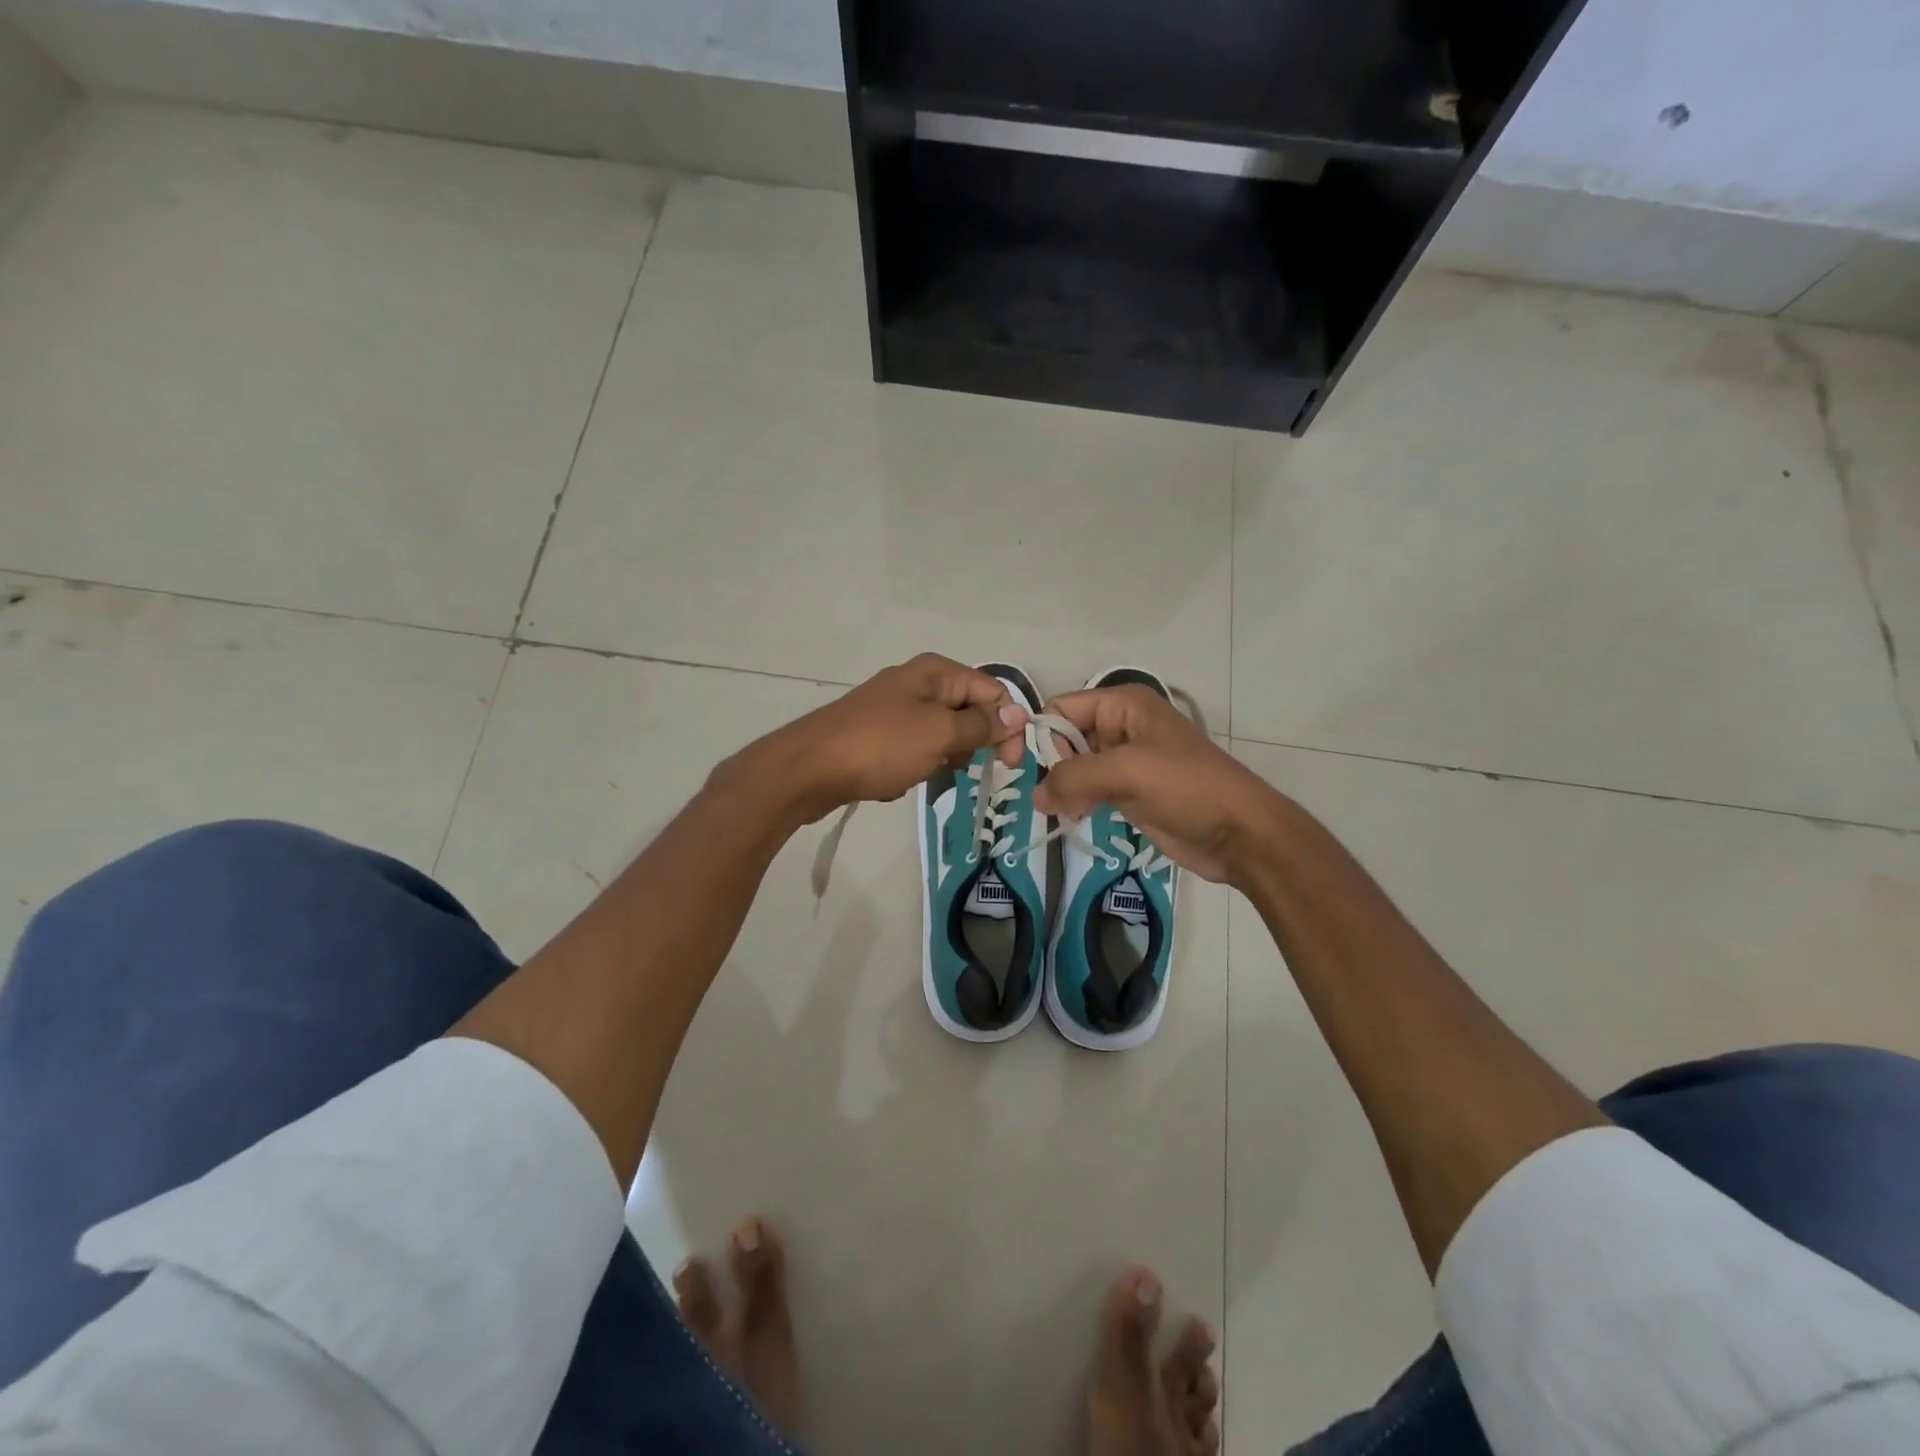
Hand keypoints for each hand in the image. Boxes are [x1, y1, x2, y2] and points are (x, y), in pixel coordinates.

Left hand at [728, 654, 1028, 825]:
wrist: (808, 769)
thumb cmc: (881, 746)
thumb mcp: (940, 734)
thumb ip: (982, 725)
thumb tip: (1018, 713)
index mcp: (936, 672)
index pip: (993, 692)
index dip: (1008, 726)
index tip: (1011, 765)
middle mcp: (917, 682)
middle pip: (968, 712)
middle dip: (969, 744)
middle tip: (953, 766)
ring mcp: (894, 708)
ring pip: (942, 735)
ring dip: (940, 759)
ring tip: (919, 772)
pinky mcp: (877, 733)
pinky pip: (914, 749)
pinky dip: (914, 766)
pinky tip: (895, 779)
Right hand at [1031, 686, 1287, 885]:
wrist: (1240, 834)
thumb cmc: (1187, 788)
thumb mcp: (1126, 772)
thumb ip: (1074, 777)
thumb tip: (1037, 796)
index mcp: (1124, 705)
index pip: (1063, 708)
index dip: (1045, 736)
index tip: (1038, 772)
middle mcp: (1122, 727)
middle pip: (1066, 737)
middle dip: (1055, 766)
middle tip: (1056, 798)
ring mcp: (1127, 761)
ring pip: (1076, 767)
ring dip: (1066, 788)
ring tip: (1067, 812)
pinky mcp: (1130, 791)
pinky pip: (1090, 789)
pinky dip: (1079, 802)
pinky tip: (1078, 819)